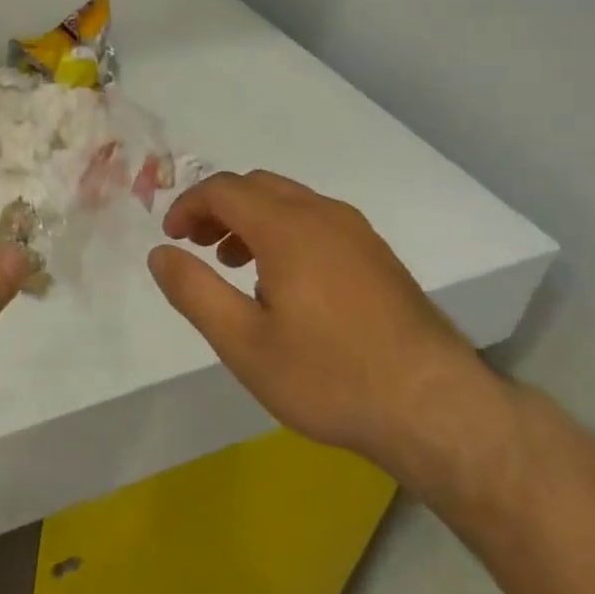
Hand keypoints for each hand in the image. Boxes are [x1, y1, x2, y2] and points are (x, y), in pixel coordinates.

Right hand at [148, 171, 499, 485]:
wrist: (434, 407)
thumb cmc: (328, 376)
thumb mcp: (243, 342)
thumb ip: (194, 291)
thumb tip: (160, 252)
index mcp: (286, 227)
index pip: (223, 189)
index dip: (188, 205)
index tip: (171, 238)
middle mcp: (322, 214)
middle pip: (256, 186)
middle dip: (217, 207)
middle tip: (196, 246)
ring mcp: (356, 232)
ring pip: (289, 201)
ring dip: (251, 218)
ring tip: (234, 264)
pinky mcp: (377, 254)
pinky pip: (317, 220)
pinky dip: (283, 230)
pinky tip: (284, 281)